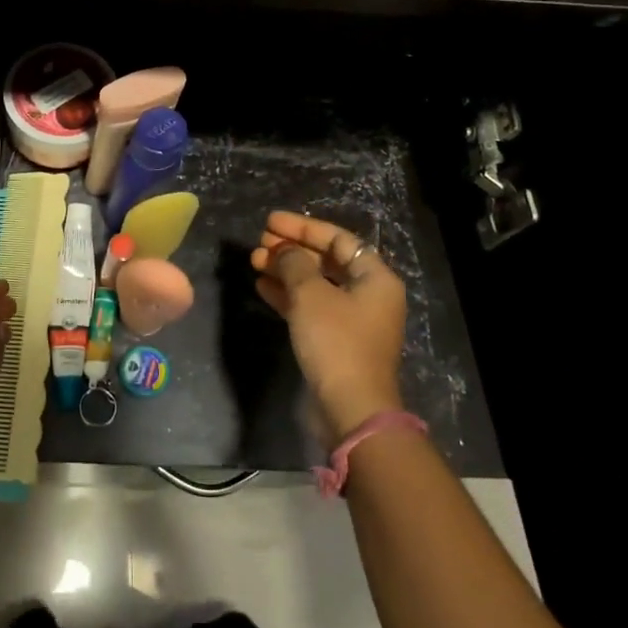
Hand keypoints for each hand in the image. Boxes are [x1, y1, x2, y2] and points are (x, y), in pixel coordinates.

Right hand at [250, 212, 406, 441]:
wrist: (349, 407)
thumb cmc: (336, 341)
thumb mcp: (311, 294)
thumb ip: (294, 264)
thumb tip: (282, 250)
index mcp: (375, 278)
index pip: (338, 239)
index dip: (303, 227)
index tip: (271, 221)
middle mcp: (367, 295)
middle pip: (326, 260)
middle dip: (291, 249)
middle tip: (259, 242)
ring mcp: (351, 320)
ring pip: (314, 284)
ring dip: (285, 271)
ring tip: (253, 261)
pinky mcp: (334, 341)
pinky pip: (309, 307)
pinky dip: (287, 295)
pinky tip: (261, 286)